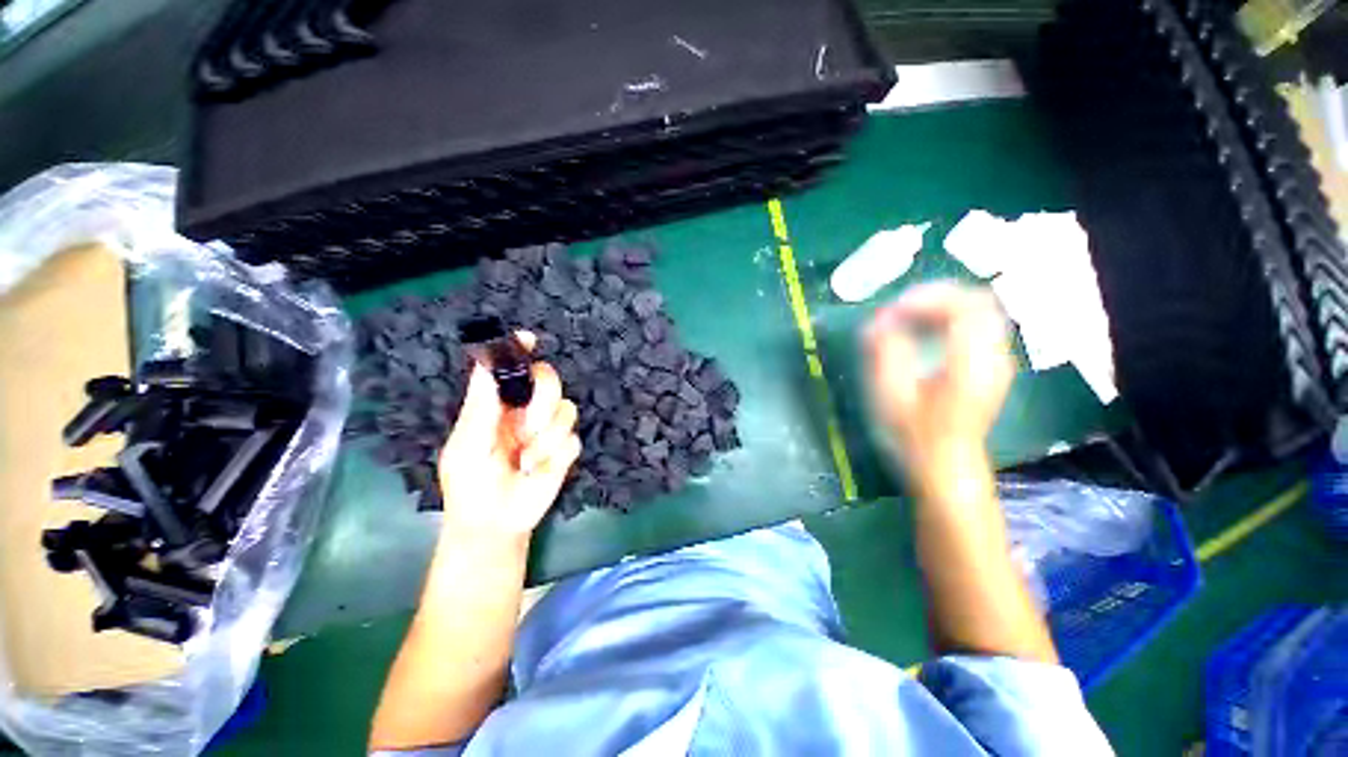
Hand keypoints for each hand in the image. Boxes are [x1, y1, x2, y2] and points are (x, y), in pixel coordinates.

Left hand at [438, 334, 580, 544]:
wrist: (495, 523)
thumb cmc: (470, 484)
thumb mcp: (468, 444)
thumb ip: (480, 406)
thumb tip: (484, 364)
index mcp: (499, 404)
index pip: (513, 368)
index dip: (520, 351)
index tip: (528, 340)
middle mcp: (527, 410)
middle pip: (550, 382)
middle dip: (541, 405)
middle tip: (525, 429)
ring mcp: (549, 429)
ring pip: (567, 410)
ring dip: (546, 439)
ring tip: (525, 461)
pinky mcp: (566, 449)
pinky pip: (573, 440)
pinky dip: (555, 457)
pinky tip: (539, 471)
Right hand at [864, 282, 1012, 501]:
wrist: (946, 464)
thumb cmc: (914, 434)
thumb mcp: (891, 395)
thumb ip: (886, 352)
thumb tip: (878, 319)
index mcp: (972, 363)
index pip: (965, 305)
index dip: (928, 297)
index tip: (893, 309)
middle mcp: (994, 356)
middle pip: (978, 301)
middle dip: (936, 296)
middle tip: (899, 308)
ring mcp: (997, 360)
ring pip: (980, 311)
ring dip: (943, 306)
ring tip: (907, 316)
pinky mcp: (990, 365)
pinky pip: (977, 325)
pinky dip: (950, 318)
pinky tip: (924, 330)